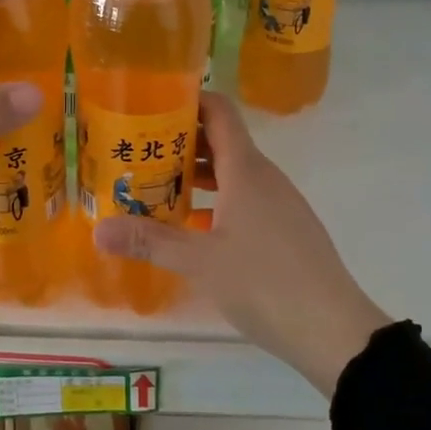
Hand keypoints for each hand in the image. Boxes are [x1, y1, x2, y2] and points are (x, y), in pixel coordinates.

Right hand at [92, 92, 391, 395]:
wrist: (333, 329)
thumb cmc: (264, 282)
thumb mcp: (200, 262)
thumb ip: (150, 241)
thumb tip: (97, 229)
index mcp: (246, 170)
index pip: (219, 112)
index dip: (188, 100)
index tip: (151, 105)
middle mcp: (265, 177)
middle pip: (222, 141)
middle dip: (180, 142)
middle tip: (138, 152)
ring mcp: (280, 203)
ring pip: (233, 173)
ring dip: (197, 175)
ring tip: (156, 187)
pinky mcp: (286, 229)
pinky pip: (246, 198)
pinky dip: (217, 200)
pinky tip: (193, 227)